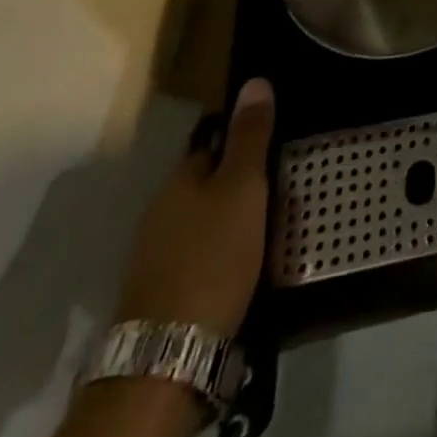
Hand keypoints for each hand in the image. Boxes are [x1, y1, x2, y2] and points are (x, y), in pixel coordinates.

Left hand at [115, 79, 275, 335]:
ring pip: (201, 220)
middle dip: (238, 183)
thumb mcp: (244, 188)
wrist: (170, 356)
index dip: (244, 141)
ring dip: (229, 219)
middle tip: (282, 185)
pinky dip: (219, 251)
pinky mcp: (161, 293)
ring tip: (269, 223)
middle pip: (206, 183)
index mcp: (179, 180)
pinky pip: (198, 253)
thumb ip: (251, 137)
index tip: (276, 146)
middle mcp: (160, 211)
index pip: (213, 144)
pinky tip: (242, 262)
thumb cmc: (214, 256)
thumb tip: (255, 81)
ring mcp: (155, 255)